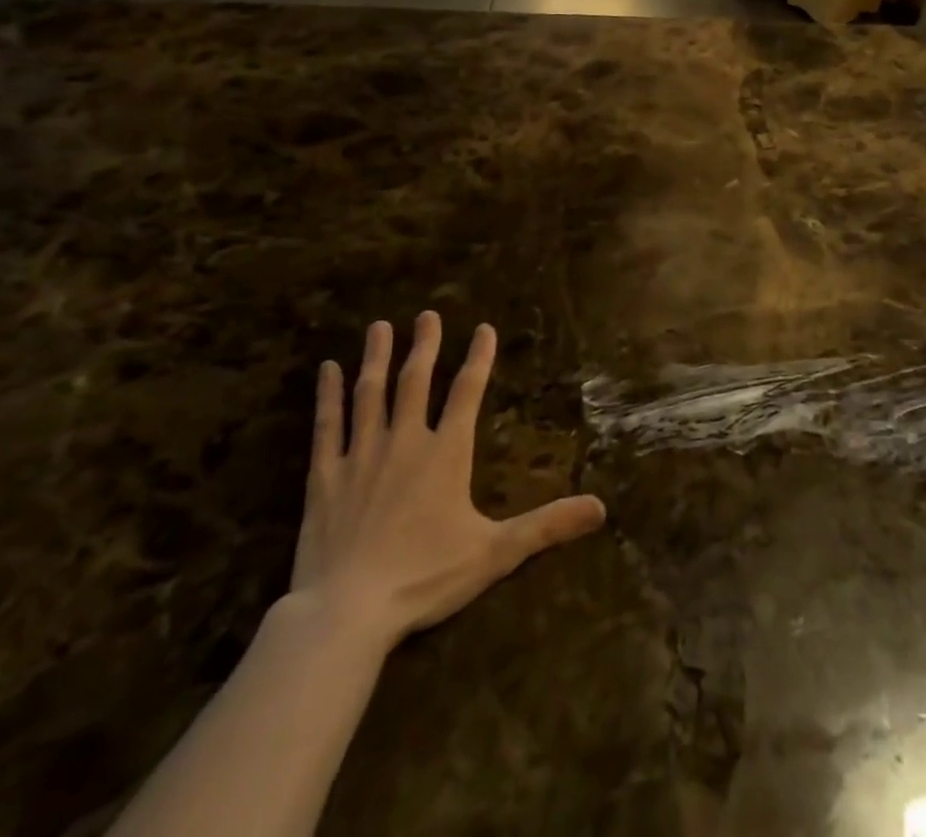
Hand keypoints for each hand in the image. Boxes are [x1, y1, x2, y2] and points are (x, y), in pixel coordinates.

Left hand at [289, 312, 606, 651]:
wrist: (347, 611)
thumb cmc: (425, 577)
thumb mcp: (496, 553)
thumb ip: (547, 525)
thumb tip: (601, 508)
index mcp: (446, 454)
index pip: (468, 392)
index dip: (479, 358)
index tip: (483, 328)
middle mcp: (405, 442)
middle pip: (416, 381)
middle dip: (425, 345)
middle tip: (428, 314)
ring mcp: (361, 456)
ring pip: (370, 393)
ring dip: (377, 357)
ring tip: (380, 326)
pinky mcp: (325, 477)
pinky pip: (327, 426)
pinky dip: (328, 395)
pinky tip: (327, 369)